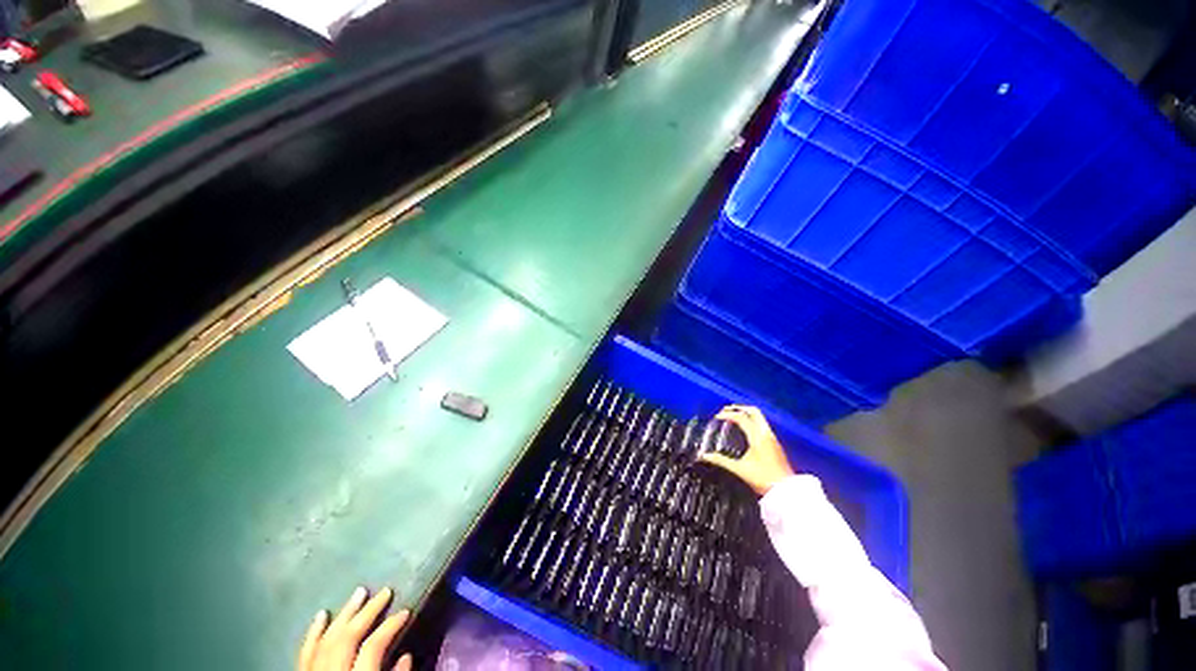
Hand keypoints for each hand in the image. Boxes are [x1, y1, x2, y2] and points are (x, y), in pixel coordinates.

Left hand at [299, 586, 412, 670]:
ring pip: (325, 641)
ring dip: (343, 615)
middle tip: (385, 591)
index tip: (406, 611)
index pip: (372, 648)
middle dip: (367, 613)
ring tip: (360, 592)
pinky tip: (322, 615)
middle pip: (347, 639)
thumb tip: (405, 656)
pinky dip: (313, 633)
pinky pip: (304, 654)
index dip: (390, 627)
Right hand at [699, 405, 795, 494]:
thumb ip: (721, 461)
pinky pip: (762, 425)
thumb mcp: (739, 469)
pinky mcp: (775, 444)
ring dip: (746, 414)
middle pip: (753, 411)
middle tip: (726, 411)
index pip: (741, 417)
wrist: (786, 491)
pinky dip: (751, 421)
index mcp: (757, 436)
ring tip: (733, 418)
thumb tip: (705, 456)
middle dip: (739, 408)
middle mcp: (766, 433)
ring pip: (759, 417)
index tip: (716, 417)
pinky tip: (745, 430)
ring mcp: (772, 438)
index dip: (727, 414)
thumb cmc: (763, 479)